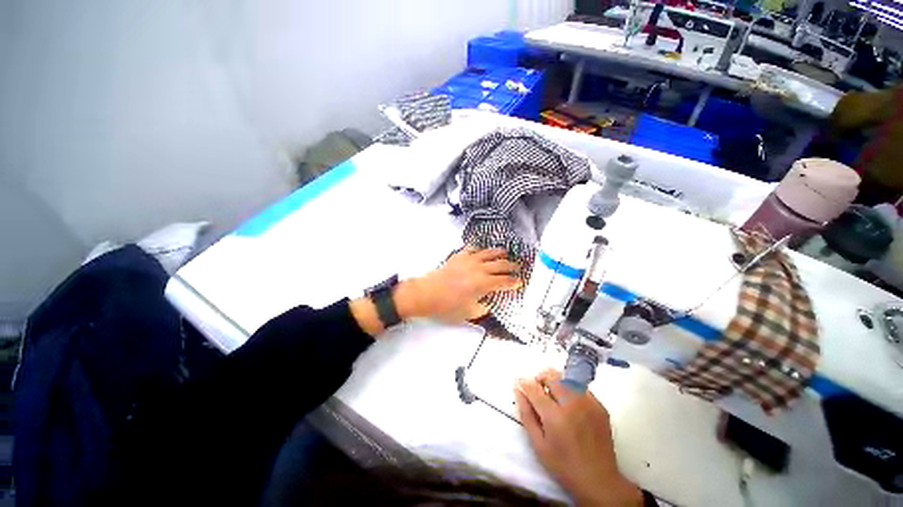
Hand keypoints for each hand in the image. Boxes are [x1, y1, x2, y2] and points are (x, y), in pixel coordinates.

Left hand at [395, 247, 520, 321]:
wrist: (427, 293)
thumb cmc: (447, 306)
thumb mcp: (468, 313)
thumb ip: (482, 308)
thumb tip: (487, 304)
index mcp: (484, 284)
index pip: (504, 281)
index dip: (514, 282)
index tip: (519, 282)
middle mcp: (479, 268)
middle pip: (501, 264)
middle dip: (512, 266)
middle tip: (518, 268)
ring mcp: (469, 260)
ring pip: (489, 253)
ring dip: (499, 254)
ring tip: (505, 254)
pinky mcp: (459, 256)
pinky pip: (473, 249)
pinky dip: (480, 250)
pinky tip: (481, 252)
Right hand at [515, 369, 642, 506]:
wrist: (599, 480)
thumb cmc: (563, 465)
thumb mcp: (538, 445)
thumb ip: (526, 415)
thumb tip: (518, 391)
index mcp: (555, 417)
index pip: (534, 389)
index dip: (524, 383)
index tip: (519, 382)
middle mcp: (572, 405)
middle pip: (552, 376)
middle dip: (540, 377)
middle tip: (537, 388)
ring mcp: (589, 404)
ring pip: (566, 378)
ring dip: (555, 381)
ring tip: (552, 393)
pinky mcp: (600, 406)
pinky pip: (580, 387)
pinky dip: (570, 388)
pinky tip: (569, 402)